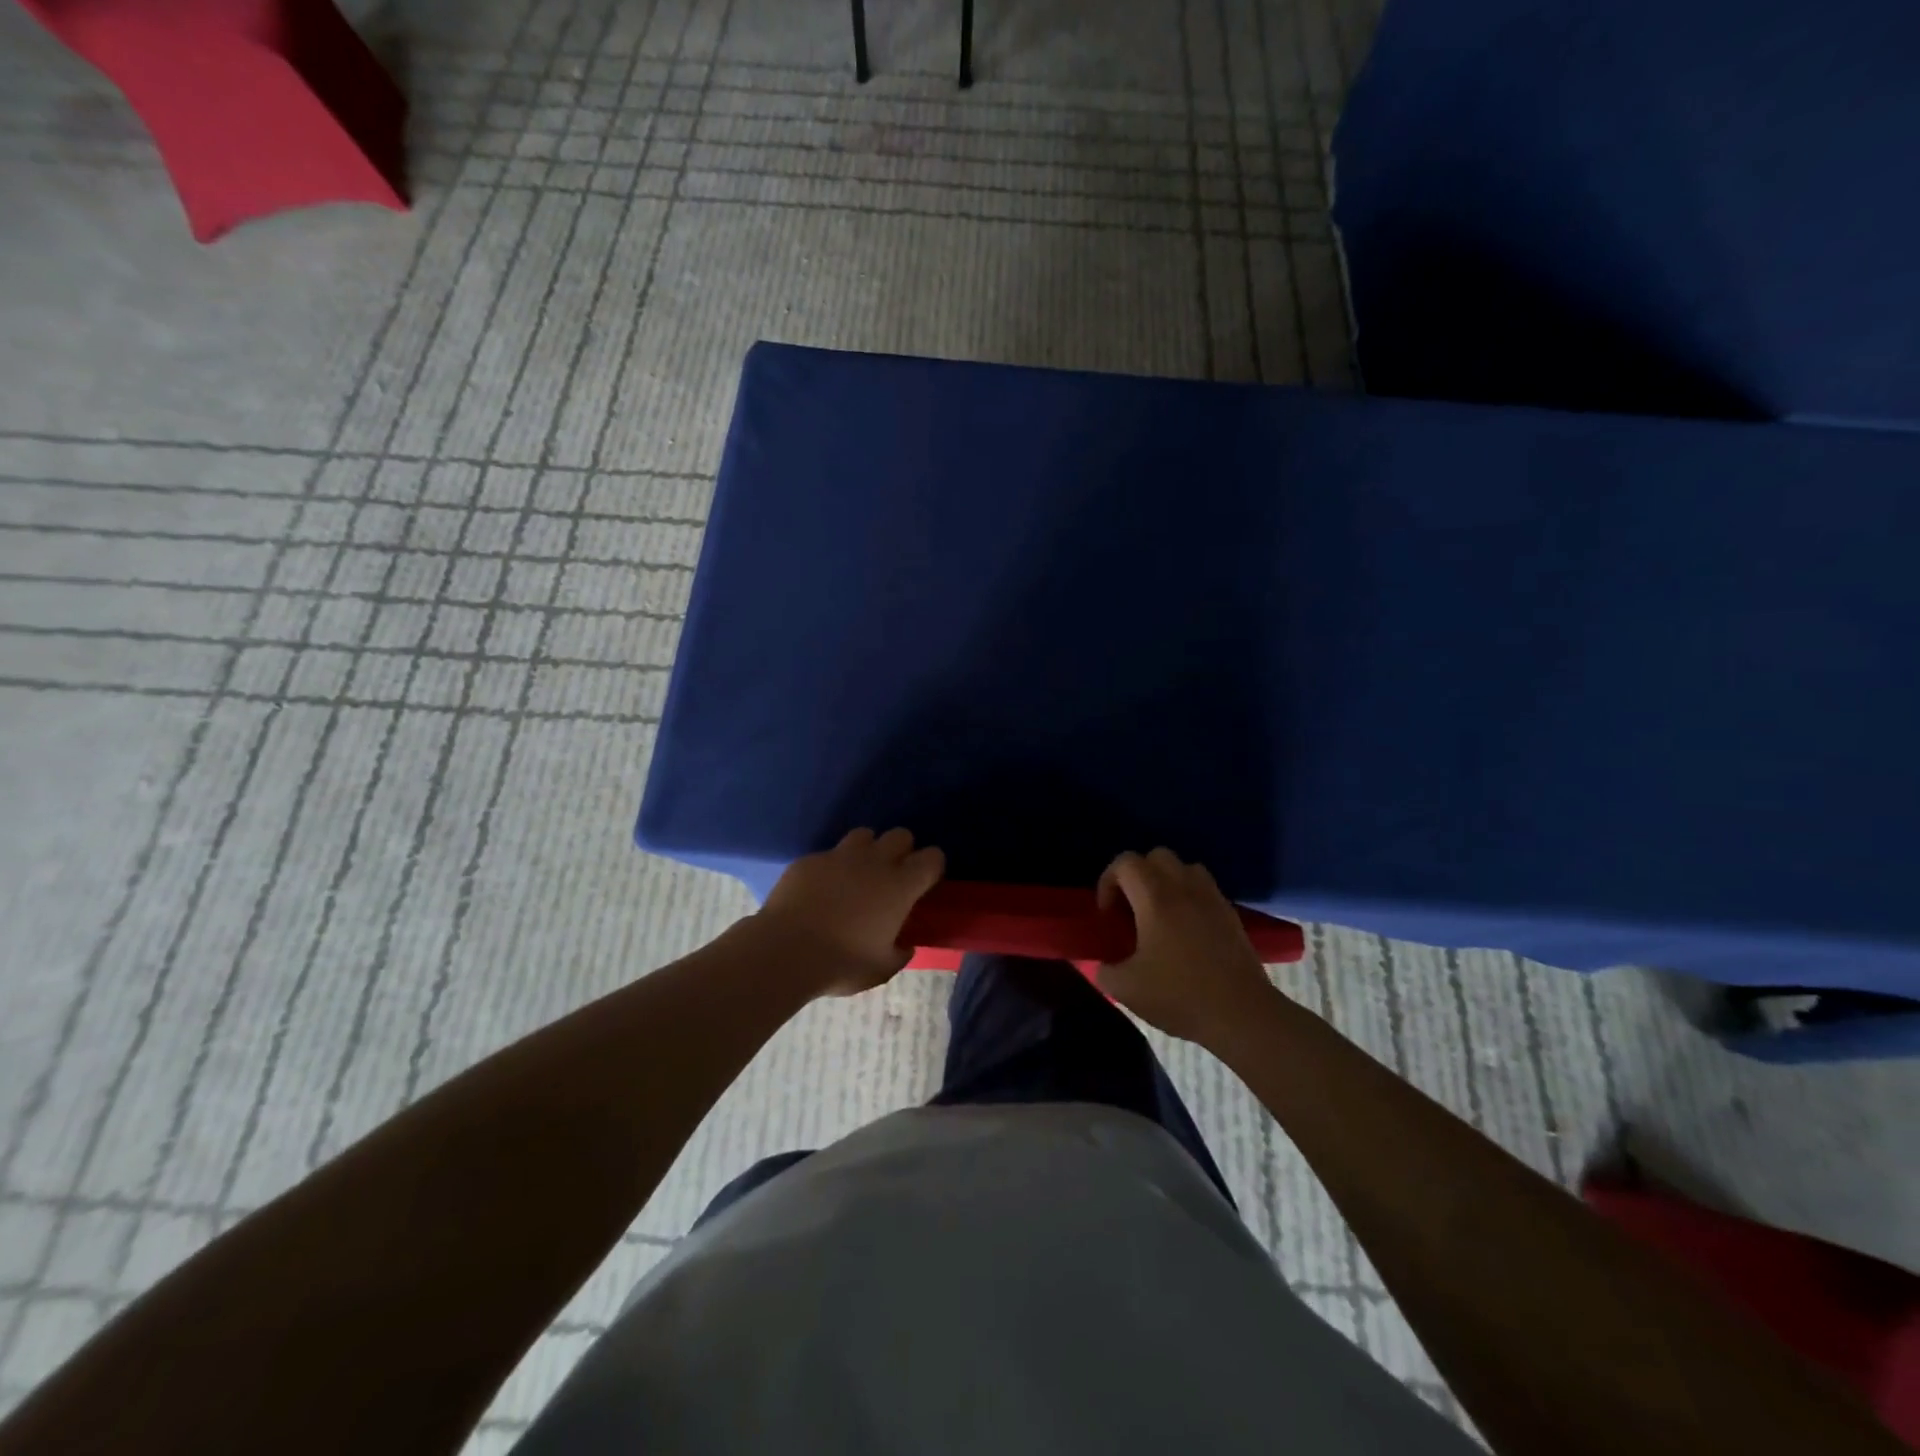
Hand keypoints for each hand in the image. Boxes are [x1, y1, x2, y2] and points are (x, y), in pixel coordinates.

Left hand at [756, 828, 945, 996]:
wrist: (785, 951)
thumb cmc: (842, 963)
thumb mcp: (881, 969)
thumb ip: (899, 953)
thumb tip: (905, 945)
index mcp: (900, 886)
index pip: (932, 857)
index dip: (932, 866)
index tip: (925, 881)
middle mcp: (874, 862)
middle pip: (900, 835)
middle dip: (901, 850)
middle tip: (892, 875)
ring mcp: (839, 856)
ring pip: (863, 835)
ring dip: (866, 850)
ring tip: (856, 875)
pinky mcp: (810, 860)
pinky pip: (828, 855)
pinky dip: (830, 869)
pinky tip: (819, 890)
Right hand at [1095, 848, 1274, 1043]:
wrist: (1241, 1015)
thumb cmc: (1180, 996)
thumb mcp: (1126, 989)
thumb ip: (1104, 970)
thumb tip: (1103, 965)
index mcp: (1155, 898)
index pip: (1125, 862)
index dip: (1108, 881)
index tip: (1107, 913)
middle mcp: (1184, 887)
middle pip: (1157, 856)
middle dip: (1138, 875)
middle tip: (1131, 908)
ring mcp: (1212, 898)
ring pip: (1185, 867)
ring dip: (1167, 881)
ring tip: (1159, 914)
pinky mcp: (1231, 914)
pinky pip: (1205, 889)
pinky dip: (1189, 897)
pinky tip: (1185, 930)